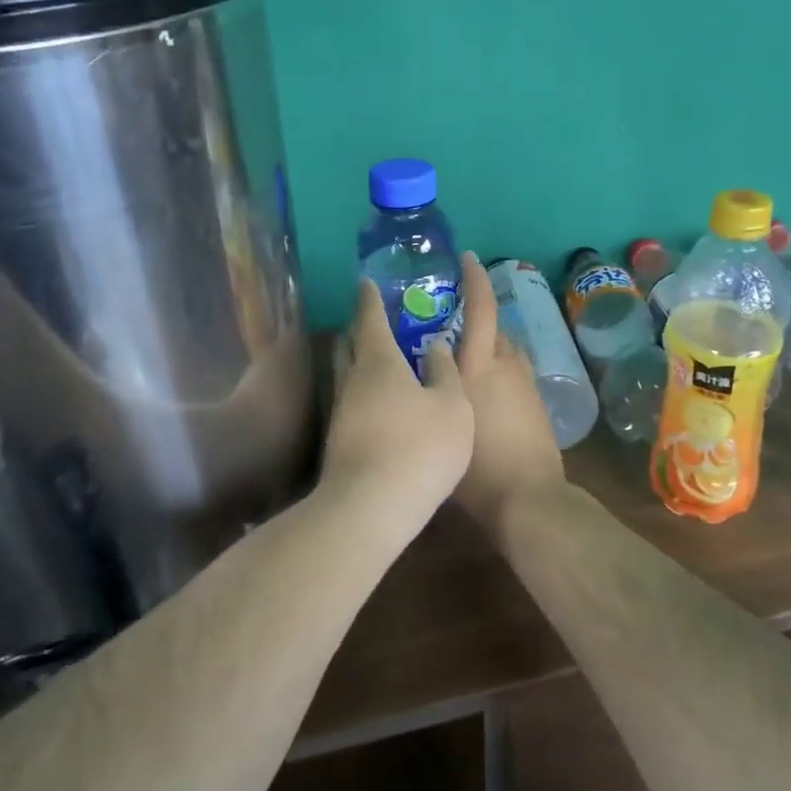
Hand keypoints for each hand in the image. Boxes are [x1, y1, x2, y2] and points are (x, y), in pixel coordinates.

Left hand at [322, 278, 474, 532]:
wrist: (370, 508)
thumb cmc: (419, 447)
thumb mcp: (452, 406)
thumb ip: (445, 373)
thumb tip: (434, 347)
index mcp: (379, 362)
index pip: (370, 318)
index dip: (370, 298)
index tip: (367, 282)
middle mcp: (353, 381)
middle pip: (350, 345)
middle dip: (360, 329)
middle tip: (374, 320)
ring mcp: (341, 414)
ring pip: (348, 376)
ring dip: (360, 363)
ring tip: (382, 362)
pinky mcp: (338, 443)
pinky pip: (351, 403)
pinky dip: (364, 393)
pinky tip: (381, 406)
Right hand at [452, 255, 567, 528]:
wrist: (529, 498)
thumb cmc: (477, 466)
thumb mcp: (445, 422)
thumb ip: (436, 390)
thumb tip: (430, 366)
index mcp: (481, 365)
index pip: (482, 309)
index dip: (475, 280)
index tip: (468, 258)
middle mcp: (508, 365)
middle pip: (495, 330)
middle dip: (476, 321)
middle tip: (448, 325)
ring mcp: (527, 385)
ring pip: (506, 353)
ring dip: (488, 349)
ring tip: (462, 362)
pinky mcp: (537, 404)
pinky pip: (515, 374)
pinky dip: (499, 373)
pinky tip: (483, 394)